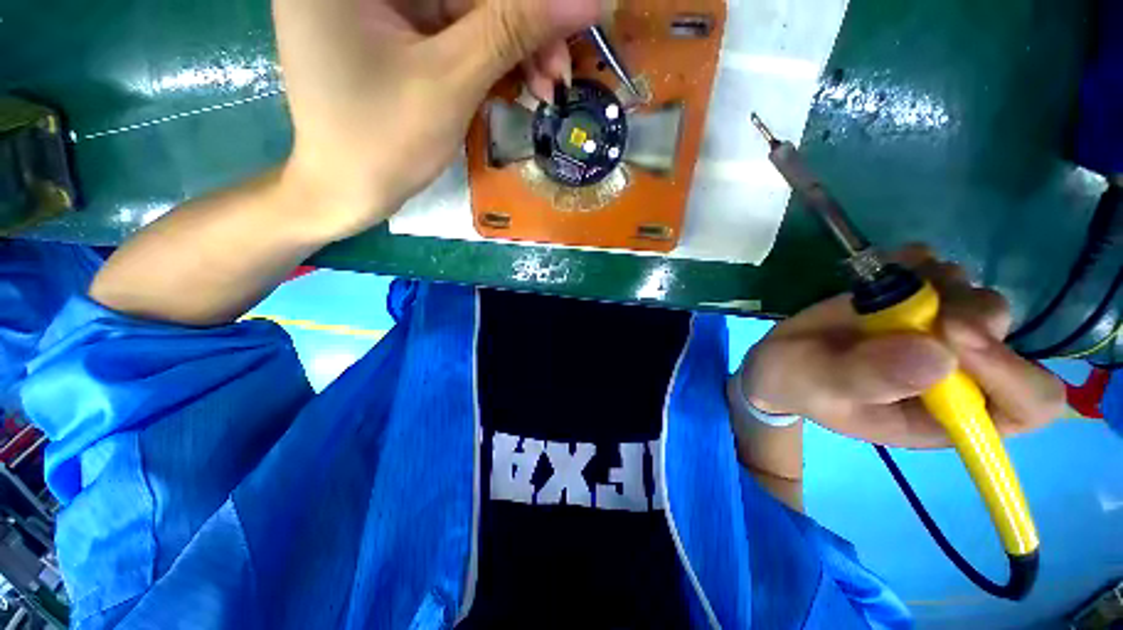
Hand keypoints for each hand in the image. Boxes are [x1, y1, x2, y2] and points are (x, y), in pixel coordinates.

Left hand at [274, 0, 605, 239]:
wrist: (345, 192)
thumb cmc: (384, 143)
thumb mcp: (451, 83)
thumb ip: (513, 31)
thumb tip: (584, 1)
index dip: (524, 2)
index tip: (572, 22)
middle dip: (521, 30)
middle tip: (559, 73)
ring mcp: (374, 4)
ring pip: (463, 11)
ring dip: (511, 48)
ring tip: (545, 88)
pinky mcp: (389, 29)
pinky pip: (451, 32)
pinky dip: (488, 57)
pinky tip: (516, 82)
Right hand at [738, 245, 1065, 448]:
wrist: (779, 358)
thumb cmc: (798, 383)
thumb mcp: (819, 387)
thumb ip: (868, 379)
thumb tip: (938, 356)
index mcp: (946, 416)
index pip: (1027, 404)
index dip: (1013, 372)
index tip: (956, 337)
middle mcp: (958, 375)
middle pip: (1008, 339)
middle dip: (972, 316)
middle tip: (921, 306)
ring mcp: (939, 334)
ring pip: (980, 300)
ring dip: (944, 286)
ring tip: (889, 292)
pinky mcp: (916, 302)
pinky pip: (942, 271)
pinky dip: (920, 262)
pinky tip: (889, 269)